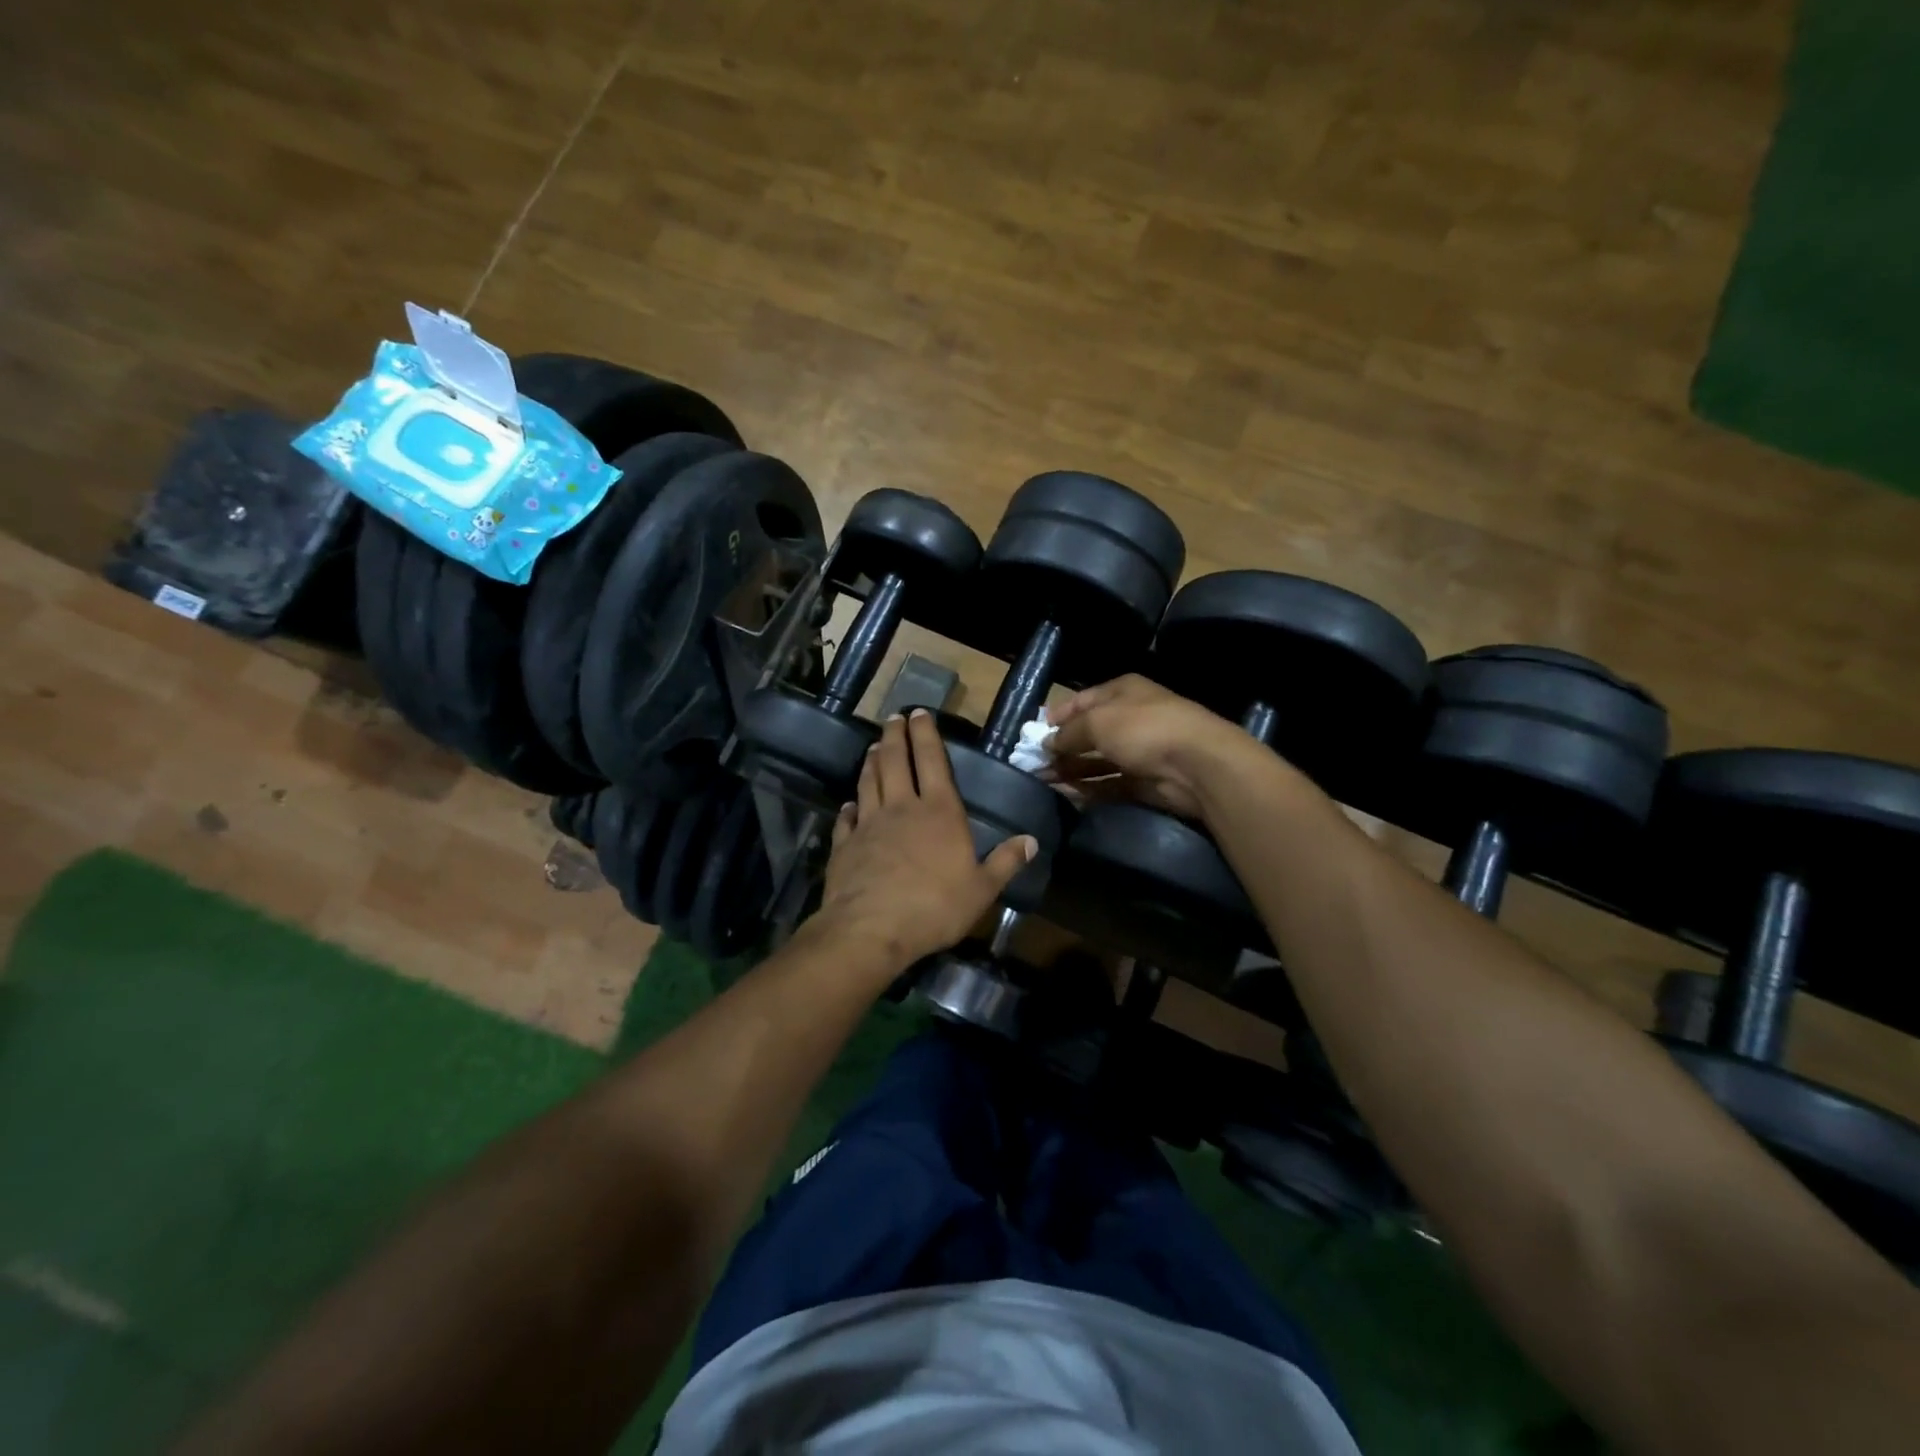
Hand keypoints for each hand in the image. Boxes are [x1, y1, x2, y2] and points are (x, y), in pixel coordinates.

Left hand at [815, 710, 1036, 968]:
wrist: (871, 928)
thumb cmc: (934, 907)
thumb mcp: (982, 889)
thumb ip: (1006, 862)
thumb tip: (1032, 841)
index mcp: (939, 811)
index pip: (931, 760)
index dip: (925, 734)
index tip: (918, 713)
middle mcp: (901, 807)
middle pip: (894, 761)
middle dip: (894, 737)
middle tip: (893, 719)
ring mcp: (868, 824)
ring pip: (869, 782)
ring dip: (871, 762)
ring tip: (873, 748)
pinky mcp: (845, 845)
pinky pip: (846, 818)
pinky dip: (849, 807)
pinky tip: (849, 804)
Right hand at [1044, 674, 1255, 817]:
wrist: (1196, 765)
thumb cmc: (1143, 728)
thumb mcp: (1097, 722)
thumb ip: (1068, 733)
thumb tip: (1047, 743)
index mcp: (1122, 691)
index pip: (1082, 701)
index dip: (1057, 716)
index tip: (1033, 734)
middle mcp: (1130, 718)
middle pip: (1088, 733)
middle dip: (1060, 747)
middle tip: (1032, 763)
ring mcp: (1139, 751)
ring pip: (1097, 761)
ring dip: (1070, 770)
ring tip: (1042, 781)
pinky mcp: (1144, 781)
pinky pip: (1109, 784)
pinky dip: (1089, 789)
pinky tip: (1067, 795)